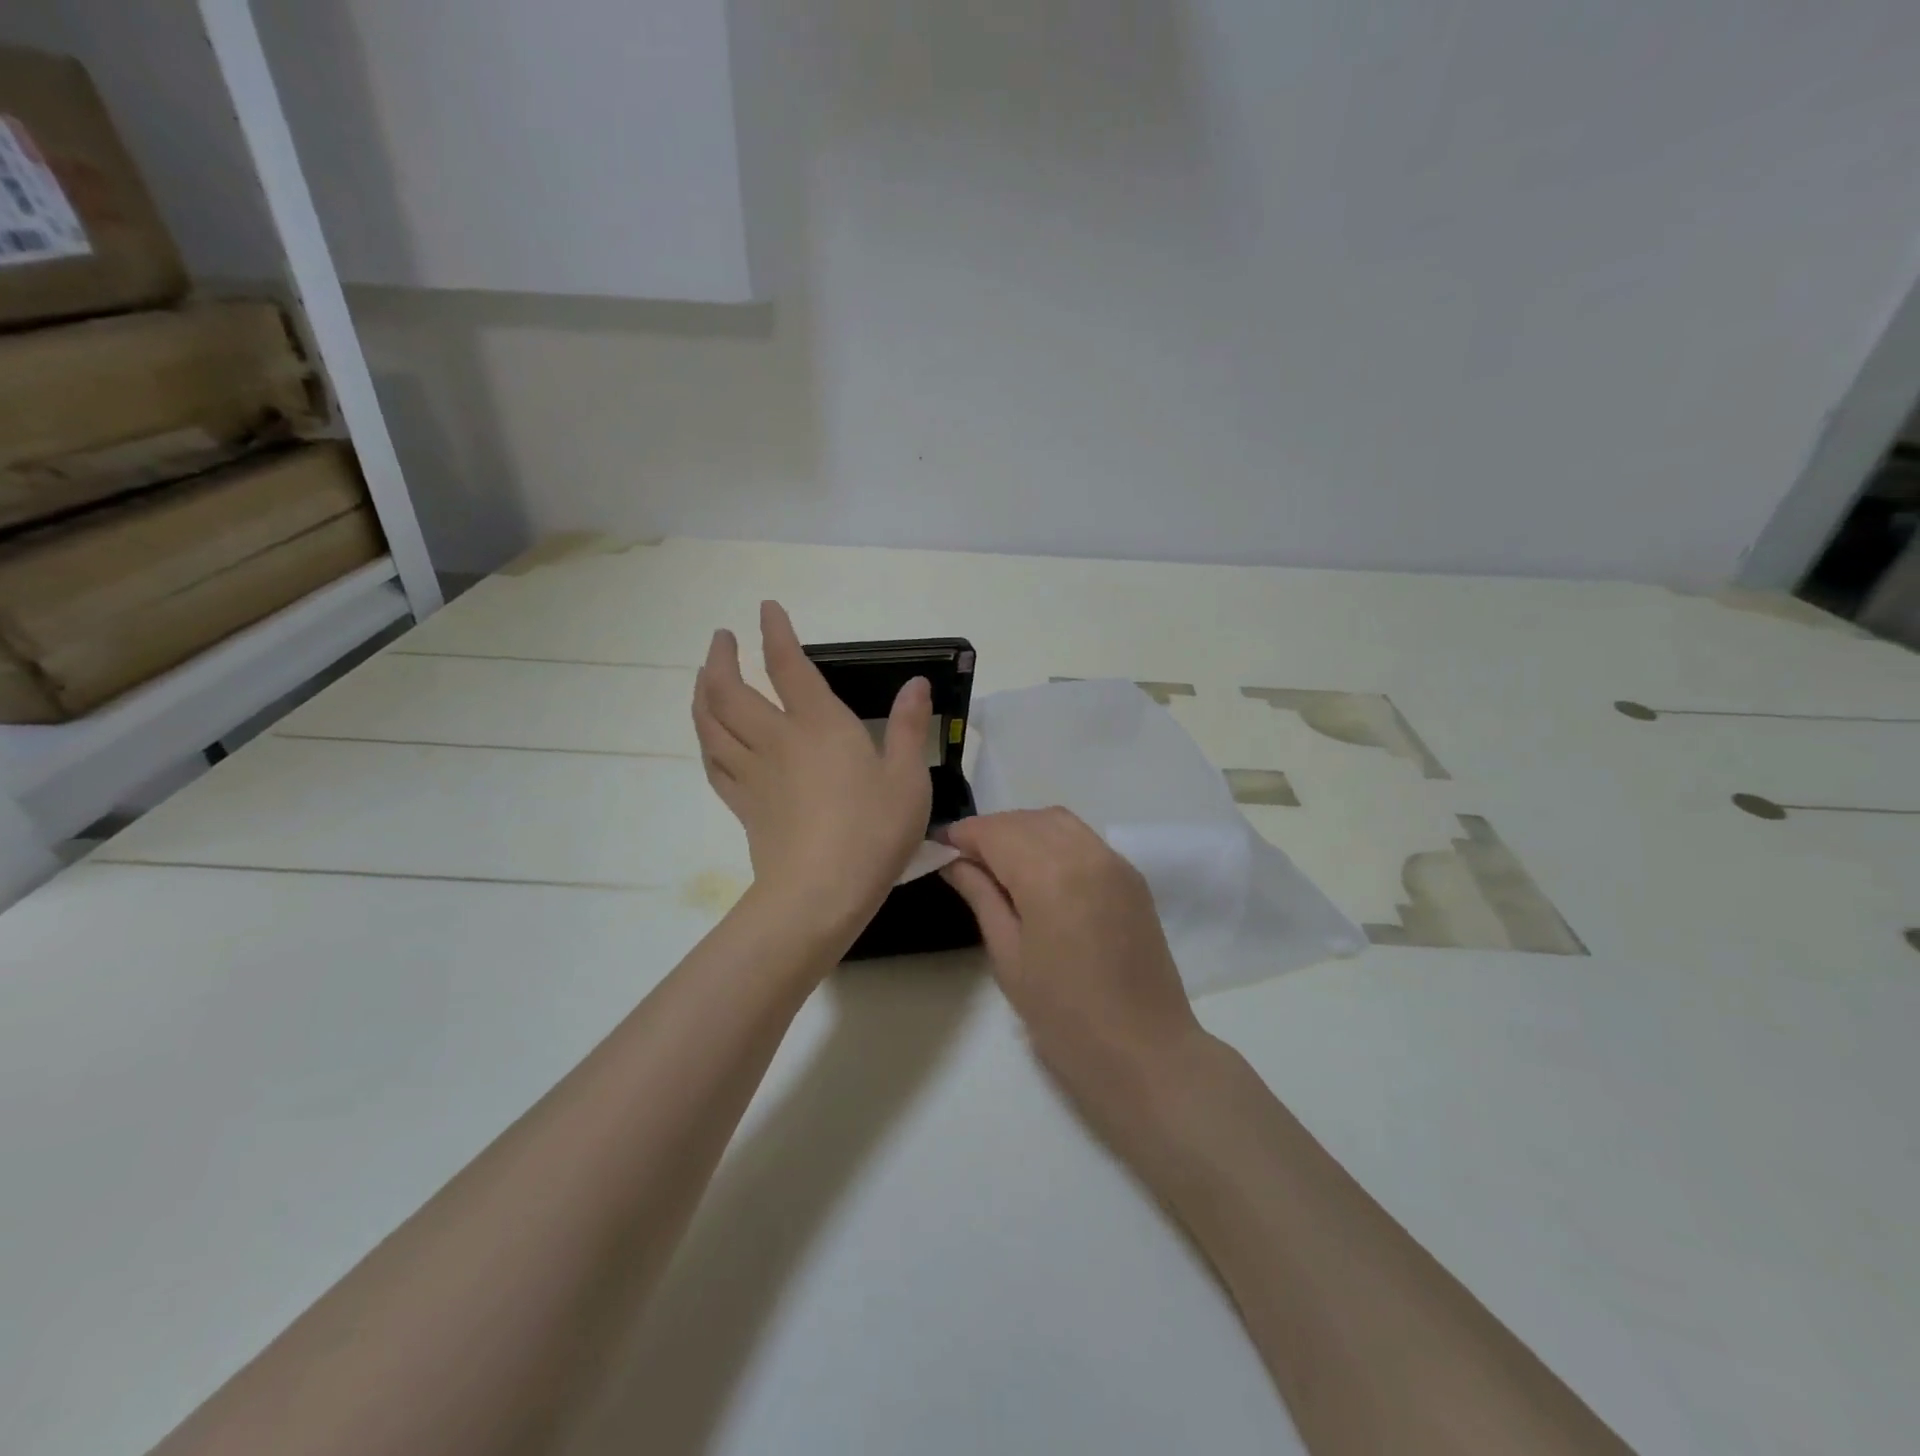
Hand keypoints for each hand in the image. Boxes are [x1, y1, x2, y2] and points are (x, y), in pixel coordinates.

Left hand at [693, 601, 932, 941]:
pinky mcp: (743, 805)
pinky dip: (706, 740)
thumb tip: (916, 683)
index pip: (788, 665)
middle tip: (721, 638)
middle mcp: (777, 739)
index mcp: (819, 725)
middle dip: (721, 657)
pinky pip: (714, 763)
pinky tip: (709, 736)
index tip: (766, 609)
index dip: (775, 632)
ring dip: (703, 692)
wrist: (819, 894)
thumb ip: (911, 727)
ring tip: (704, 676)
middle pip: (730, 690)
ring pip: (712, 723)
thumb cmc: (872, 832)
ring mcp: (753, 773)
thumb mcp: (908, 779)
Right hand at [940, 808, 1208, 1121]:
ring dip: (1023, 830)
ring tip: (1000, 864)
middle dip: (991, 831)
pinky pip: (1084, 839)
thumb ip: (981, 897)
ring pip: (1058, 821)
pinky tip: (1040, 872)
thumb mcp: (1009, 957)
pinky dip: (1054, 840)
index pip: (996, 831)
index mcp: (1050, 874)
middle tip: (965, 861)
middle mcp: (1086, 853)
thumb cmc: (1064, 1015)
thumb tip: (954, 862)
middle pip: (1027, 819)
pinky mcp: (1132, 877)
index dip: (963, 835)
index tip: (939, 849)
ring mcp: (1115, 862)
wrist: (1144, 1051)